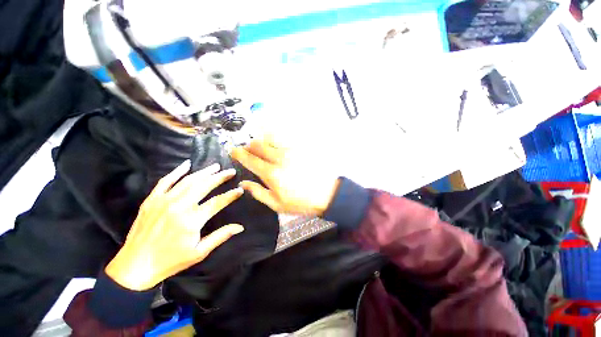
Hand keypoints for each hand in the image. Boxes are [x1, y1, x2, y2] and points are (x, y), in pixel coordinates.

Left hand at [105, 160, 243, 290]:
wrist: (135, 266)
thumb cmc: (170, 261)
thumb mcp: (199, 252)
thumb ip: (221, 236)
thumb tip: (240, 227)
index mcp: (192, 220)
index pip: (218, 202)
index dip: (231, 195)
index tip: (240, 189)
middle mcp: (179, 206)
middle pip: (204, 186)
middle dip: (220, 177)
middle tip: (231, 171)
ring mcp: (163, 201)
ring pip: (188, 181)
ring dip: (204, 172)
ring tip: (215, 167)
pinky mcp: (151, 200)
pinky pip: (165, 181)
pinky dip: (177, 171)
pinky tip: (187, 164)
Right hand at [231, 136, 339, 215]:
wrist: (326, 194)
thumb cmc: (300, 202)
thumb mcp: (277, 204)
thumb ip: (258, 192)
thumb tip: (243, 183)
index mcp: (271, 173)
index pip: (249, 158)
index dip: (238, 153)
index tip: (233, 151)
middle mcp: (279, 158)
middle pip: (258, 144)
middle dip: (249, 146)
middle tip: (249, 150)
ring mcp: (291, 151)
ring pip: (271, 138)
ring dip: (262, 141)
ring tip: (263, 148)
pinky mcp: (301, 148)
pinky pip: (285, 139)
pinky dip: (276, 140)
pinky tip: (277, 146)